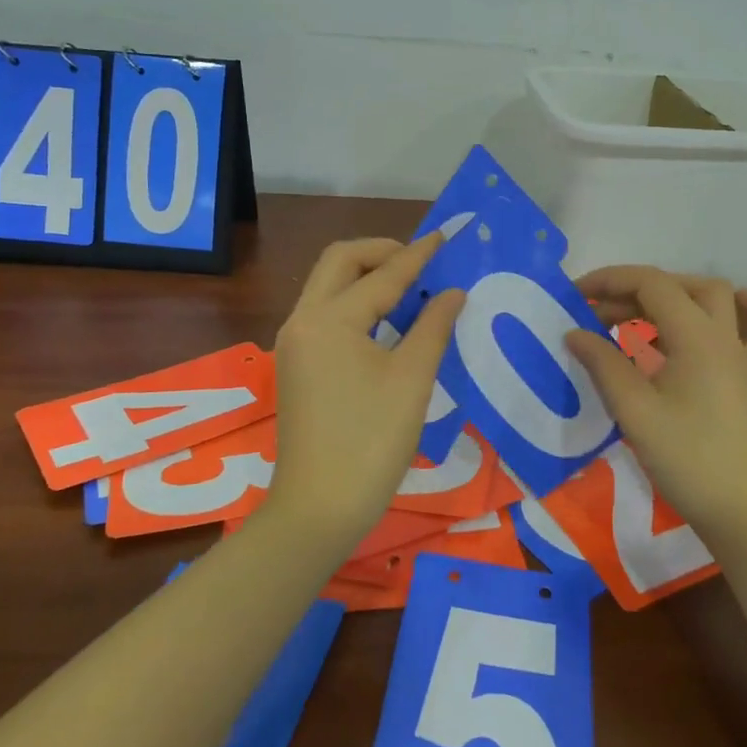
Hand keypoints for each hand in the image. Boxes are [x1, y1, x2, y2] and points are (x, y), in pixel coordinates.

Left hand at [266, 233, 465, 556]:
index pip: (381, 276)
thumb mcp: (412, 380)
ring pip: (328, 287)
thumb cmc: (371, 442)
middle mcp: (303, 321)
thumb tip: (453, 292)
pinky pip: (326, 314)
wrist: (318, 508)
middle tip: (420, 260)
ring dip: (366, 276)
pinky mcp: (297, 365)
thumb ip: (434, 326)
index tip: (444, 237)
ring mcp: (294, 344)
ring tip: (410, 284)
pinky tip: (387, 318)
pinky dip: (356, 302)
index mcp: (328, 320)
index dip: (417, 256)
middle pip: (339, 263)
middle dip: (380, 252)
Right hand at [565, 267, 746, 537]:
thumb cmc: (686, 459)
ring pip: (716, 301)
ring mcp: (742, 358)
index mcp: (696, 336)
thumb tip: (574, 333)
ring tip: (637, 315)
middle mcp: (723, 336)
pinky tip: (737, 308)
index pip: (651, 284)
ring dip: (675, 295)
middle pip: (680, 287)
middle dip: (633, 290)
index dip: (610, 280)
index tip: (574, 296)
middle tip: (596, 315)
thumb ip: (603, 364)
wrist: (742, 513)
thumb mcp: (634, 411)